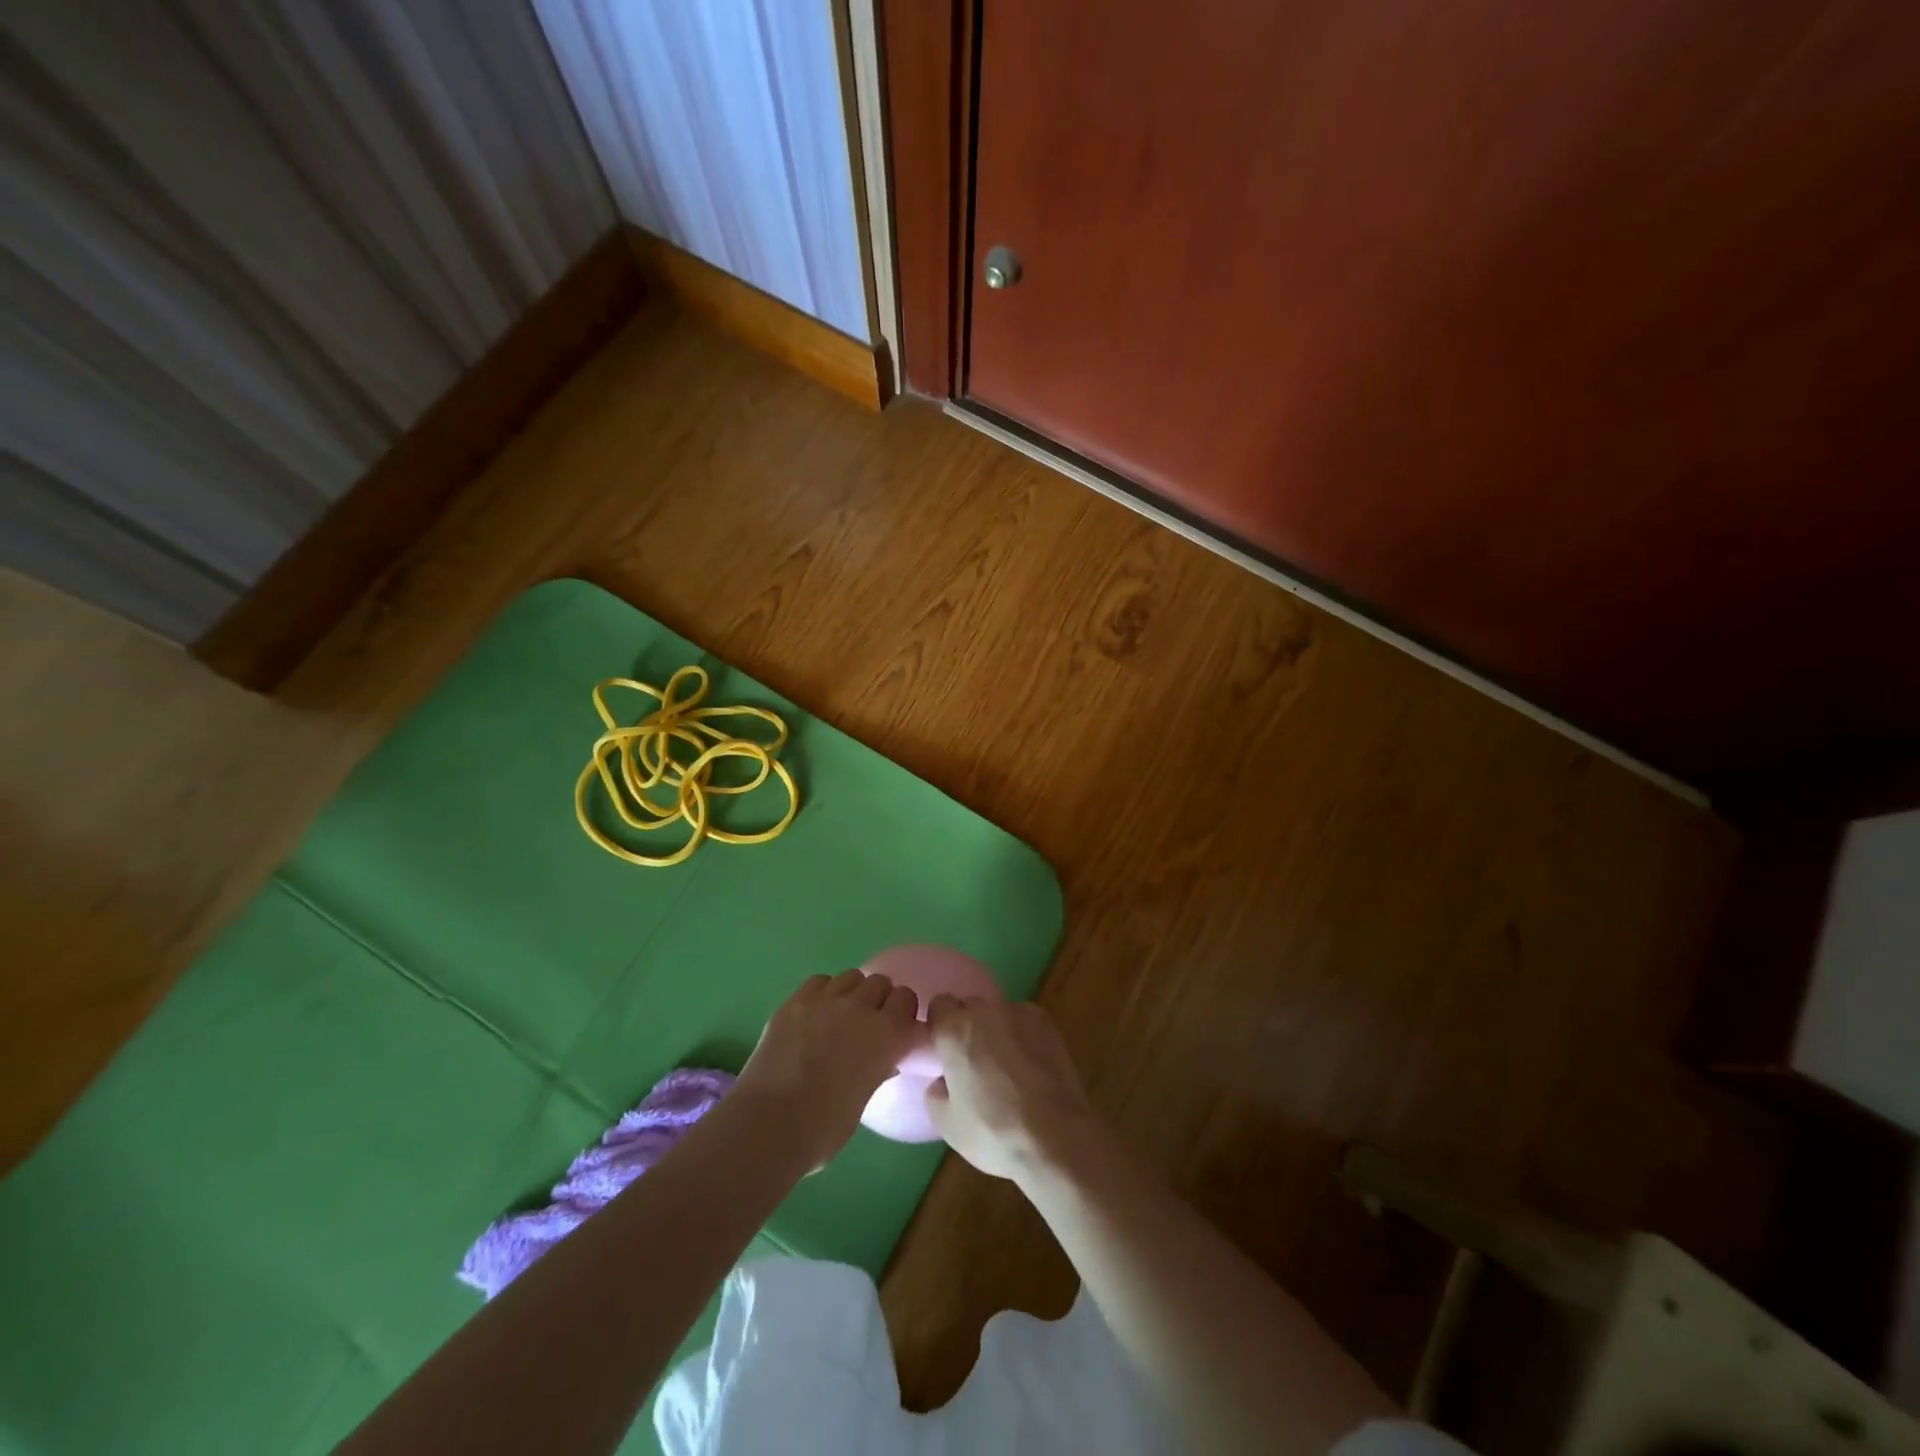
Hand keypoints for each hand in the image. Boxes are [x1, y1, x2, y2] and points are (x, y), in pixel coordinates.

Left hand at [736, 970, 923, 1168]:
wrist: (767, 1125)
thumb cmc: (822, 1129)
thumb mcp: (863, 1101)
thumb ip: (877, 1072)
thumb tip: (885, 1062)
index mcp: (887, 1035)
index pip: (907, 1001)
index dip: (903, 1013)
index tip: (898, 1029)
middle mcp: (861, 1008)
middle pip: (882, 983)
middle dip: (880, 999)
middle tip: (870, 1023)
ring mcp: (826, 1000)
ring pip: (853, 976)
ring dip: (854, 992)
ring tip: (842, 1015)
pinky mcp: (796, 1001)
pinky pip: (820, 981)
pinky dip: (824, 992)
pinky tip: (816, 1013)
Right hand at [925, 995, 1098, 1185]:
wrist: (1054, 1138)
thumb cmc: (993, 1133)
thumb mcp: (946, 1123)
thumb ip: (935, 1091)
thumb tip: (944, 1080)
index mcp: (954, 1029)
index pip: (939, 1004)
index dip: (941, 1026)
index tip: (946, 1050)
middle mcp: (984, 1010)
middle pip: (969, 1006)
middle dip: (968, 1027)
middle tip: (975, 1061)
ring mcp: (1018, 1012)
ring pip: (998, 1012)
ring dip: (996, 1029)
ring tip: (1008, 1065)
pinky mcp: (1046, 1021)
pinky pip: (1024, 1020)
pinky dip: (1022, 1034)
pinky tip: (1032, 1063)